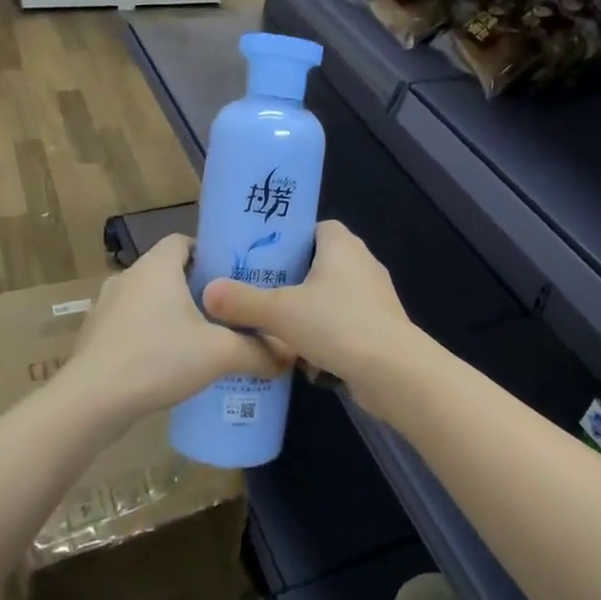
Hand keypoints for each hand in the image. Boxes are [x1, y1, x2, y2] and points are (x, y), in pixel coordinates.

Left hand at [68, 235, 287, 415]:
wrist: (91, 402)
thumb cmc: (158, 359)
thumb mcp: (220, 354)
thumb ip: (258, 351)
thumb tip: (289, 354)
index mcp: (156, 266)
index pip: (184, 241)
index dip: (209, 253)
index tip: (232, 277)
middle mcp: (128, 277)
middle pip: (168, 271)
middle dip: (196, 288)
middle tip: (226, 312)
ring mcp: (106, 306)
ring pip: (149, 300)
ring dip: (171, 314)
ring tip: (200, 339)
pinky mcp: (94, 335)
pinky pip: (130, 324)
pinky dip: (150, 335)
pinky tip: (167, 363)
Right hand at [201, 222, 419, 408]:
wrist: (393, 371)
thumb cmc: (337, 324)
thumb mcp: (280, 312)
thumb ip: (243, 301)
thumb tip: (207, 292)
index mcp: (341, 244)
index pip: (314, 228)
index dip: (288, 240)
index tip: (261, 258)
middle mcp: (362, 263)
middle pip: (319, 264)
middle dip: (291, 281)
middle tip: (257, 294)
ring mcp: (374, 297)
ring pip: (330, 297)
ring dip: (306, 313)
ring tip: (273, 328)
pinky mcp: (380, 327)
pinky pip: (343, 324)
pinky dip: (325, 337)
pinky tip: (302, 359)